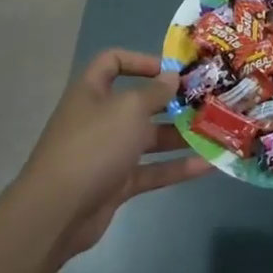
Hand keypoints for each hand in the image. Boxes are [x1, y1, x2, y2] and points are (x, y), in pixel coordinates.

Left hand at [15, 48, 208, 262]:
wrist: (57, 211)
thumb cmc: (94, 145)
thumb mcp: (129, 109)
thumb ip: (155, 93)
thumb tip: (172, 77)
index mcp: (92, 91)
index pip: (113, 62)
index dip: (141, 61)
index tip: (172, 71)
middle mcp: (99, 118)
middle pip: (138, 103)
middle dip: (171, 102)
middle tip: (206, 101)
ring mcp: (108, 152)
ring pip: (148, 139)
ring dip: (180, 135)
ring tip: (214, 131)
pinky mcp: (117, 183)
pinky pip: (151, 170)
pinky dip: (176, 168)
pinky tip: (208, 164)